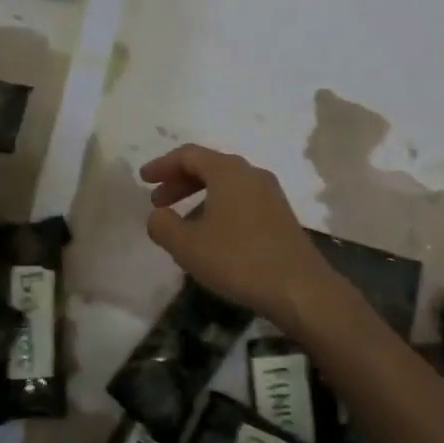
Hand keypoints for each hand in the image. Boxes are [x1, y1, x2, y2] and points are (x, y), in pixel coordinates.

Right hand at [140, 143, 349, 331]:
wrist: (299, 288)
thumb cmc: (238, 260)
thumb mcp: (188, 246)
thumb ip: (163, 225)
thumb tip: (156, 215)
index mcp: (228, 171)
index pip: (188, 155)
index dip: (162, 165)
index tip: (143, 179)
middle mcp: (251, 174)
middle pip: (208, 166)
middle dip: (179, 181)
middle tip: (158, 202)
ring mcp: (270, 194)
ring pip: (226, 185)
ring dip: (199, 197)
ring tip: (180, 222)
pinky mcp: (280, 215)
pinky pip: (241, 200)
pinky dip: (218, 208)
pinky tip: (211, 235)